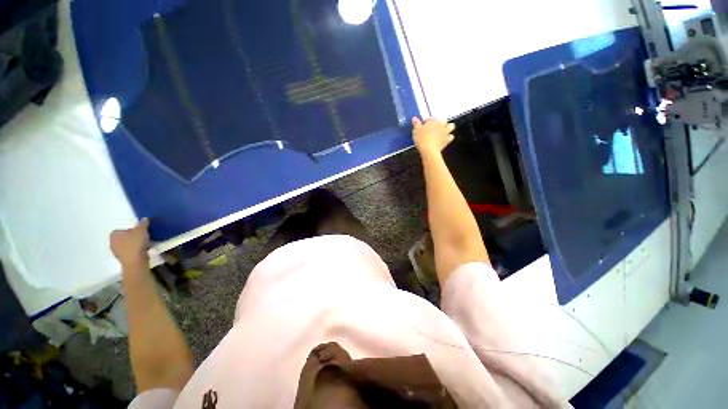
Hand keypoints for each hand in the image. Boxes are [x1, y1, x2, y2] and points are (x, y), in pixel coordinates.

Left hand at [110, 218, 149, 266]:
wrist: (135, 261)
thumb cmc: (136, 243)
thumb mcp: (142, 230)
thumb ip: (143, 224)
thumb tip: (144, 219)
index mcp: (114, 234)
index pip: (122, 229)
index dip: (131, 230)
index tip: (140, 232)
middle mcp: (112, 242)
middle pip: (124, 238)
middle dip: (132, 237)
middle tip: (142, 237)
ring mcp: (116, 252)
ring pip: (127, 245)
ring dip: (134, 245)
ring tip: (145, 244)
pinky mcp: (122, 259)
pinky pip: (129, 252)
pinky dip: (135, 251)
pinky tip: (143, 251)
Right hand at [412, 117, 454, 157]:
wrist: (428, 150)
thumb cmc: (422, 139)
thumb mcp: (416, 130)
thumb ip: (416, 123)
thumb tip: (415, 119)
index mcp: (434, 120)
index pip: (431, 118)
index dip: (427, 121)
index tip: (424, 125)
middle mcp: (441, 124)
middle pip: (443, 120)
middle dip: (440, 122)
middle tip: (434, 127)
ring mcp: (445, 132)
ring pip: (451, 126)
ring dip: (447, 127)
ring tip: (442, 130)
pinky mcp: (447, 140)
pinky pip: (451, 136)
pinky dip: (448, 137)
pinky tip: (444, 139)